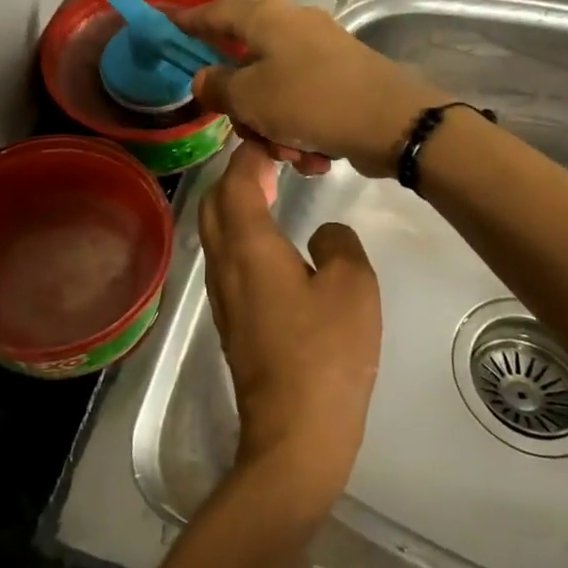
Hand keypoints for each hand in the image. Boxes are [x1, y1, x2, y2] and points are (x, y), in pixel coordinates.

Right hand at [175, 0, 448, 177]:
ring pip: (274, 92)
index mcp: (267, 20)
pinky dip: (302, 132)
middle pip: (245, 64)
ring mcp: (321, 53)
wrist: (395, 122)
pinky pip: (303, 105)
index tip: (165, 25)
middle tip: (247, 132)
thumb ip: (218, 87)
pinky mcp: (342, 79)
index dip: (187, 21)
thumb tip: (202, 78)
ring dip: (275, 130)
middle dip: (244, 108)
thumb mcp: (251, 98)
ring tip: (291, 155)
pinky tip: (316, 156)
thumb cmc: (312, 102)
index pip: (215, 13)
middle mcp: (293, 27)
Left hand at [197, 141, 381, 520]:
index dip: (250, 153)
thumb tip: (321, 236)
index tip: (272, 137)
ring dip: (235, 203)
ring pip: (215, 230)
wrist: (294, 430)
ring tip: (270, 190)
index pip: (236, 180)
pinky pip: (225, 257)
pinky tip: (270, 240)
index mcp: (248, 245)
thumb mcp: (353, 286)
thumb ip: (338, 244)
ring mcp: (222, 293)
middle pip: (214, 201)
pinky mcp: (230, 317)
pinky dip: (240, 232)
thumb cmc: (327, 352)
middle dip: (235, 174)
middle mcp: (224, 262)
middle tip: (272, 161)